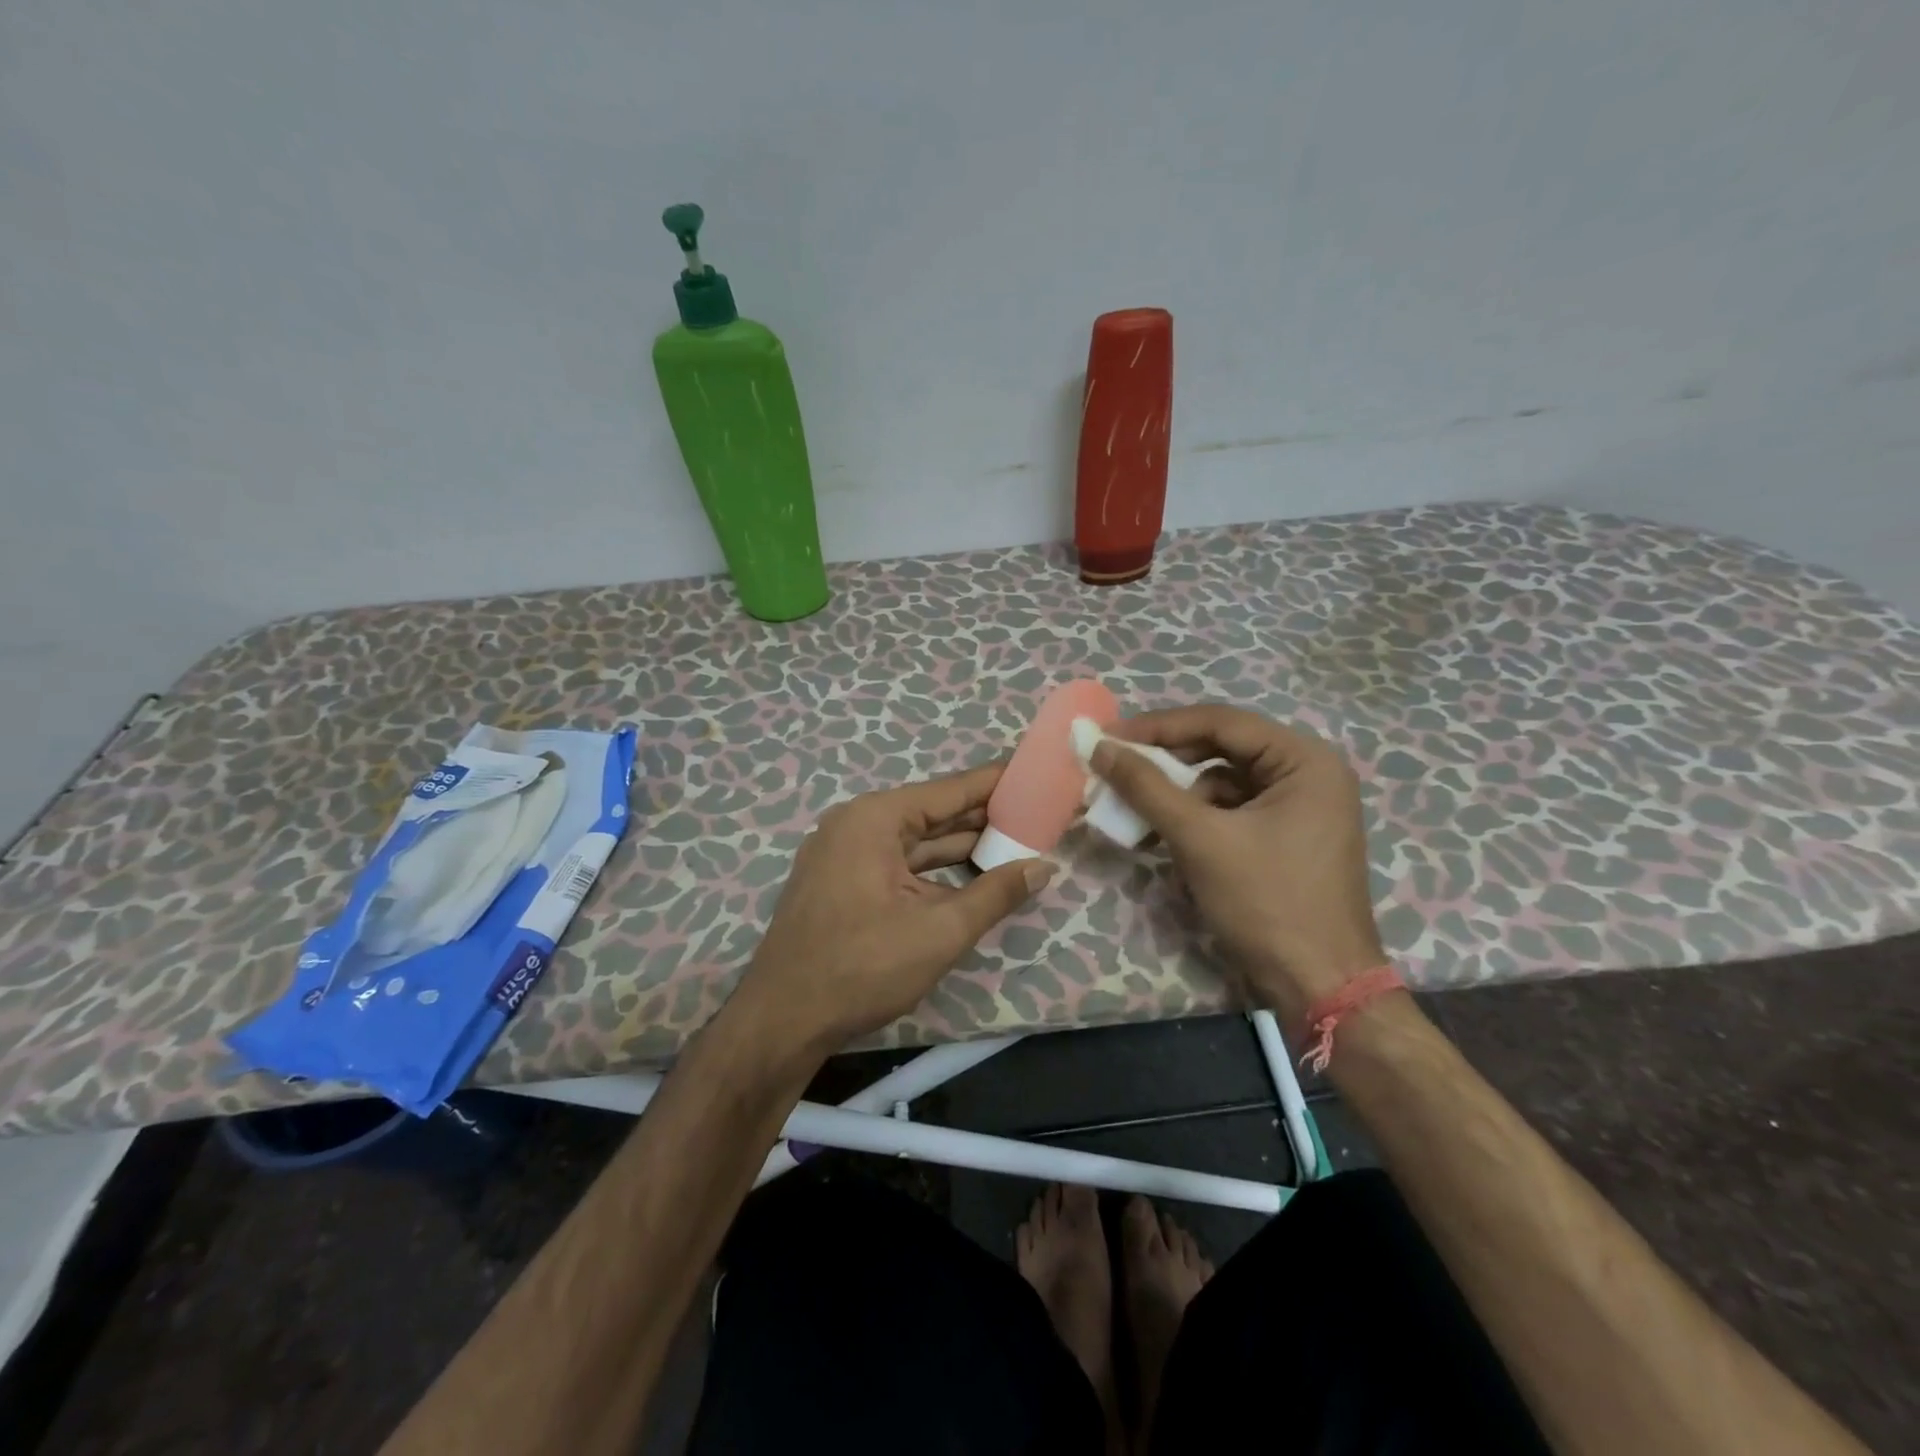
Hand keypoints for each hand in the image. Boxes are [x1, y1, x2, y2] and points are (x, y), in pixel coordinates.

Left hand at [735, 765, 1053, 1053]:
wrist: (782, 1021)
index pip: (951, 789)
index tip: (1038, 774)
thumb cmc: (862, 967)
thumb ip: (996, 894)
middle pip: (934, 812)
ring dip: (962, 846)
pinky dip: (934, 869)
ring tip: (1017, 841)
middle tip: (1038, 813)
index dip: (998, 784)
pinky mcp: (842, 881)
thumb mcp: (940, 931)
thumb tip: (1044, 866)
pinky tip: (971, 874)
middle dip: (985, 817)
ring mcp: (844, 853)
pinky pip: (898, 863)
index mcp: (875, 818)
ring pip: (916, 841)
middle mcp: (857, 824)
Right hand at [1091, 706, 1384, 1024]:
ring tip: (1137, 813)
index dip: (1159, 727)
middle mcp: (1308, 773)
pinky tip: (1167, 841)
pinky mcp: (1286, 837)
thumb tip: (1099, 747)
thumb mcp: (1200, 839)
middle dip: (1166, 763)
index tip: (1108, 736)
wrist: (1319, 987)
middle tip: (1115, 767)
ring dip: (1178, 796)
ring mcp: (1300, 807)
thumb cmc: (1267, 903)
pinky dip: (1197, 821)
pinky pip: (1231, 812)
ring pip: (1222, 782)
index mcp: (1304, 760)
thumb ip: (1147, 787)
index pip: (1221, 723)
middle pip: (1222, 749)